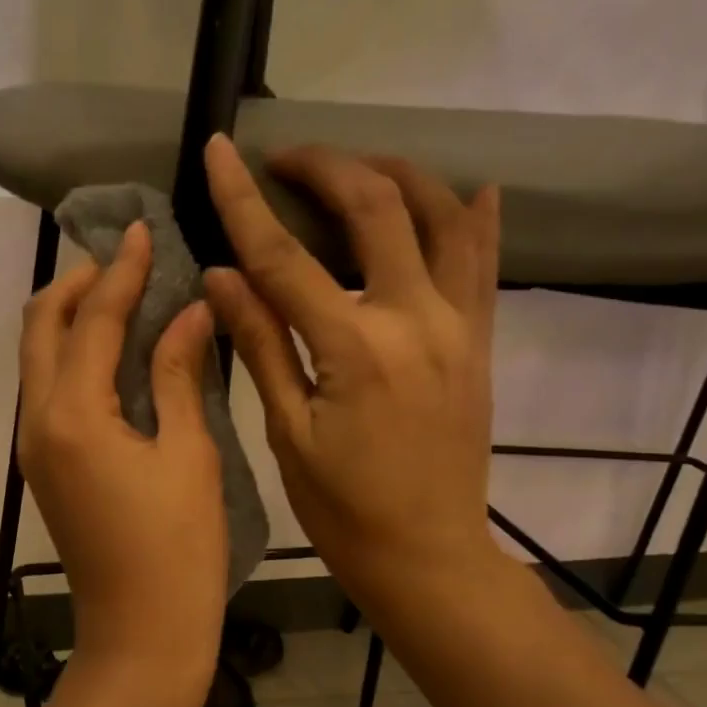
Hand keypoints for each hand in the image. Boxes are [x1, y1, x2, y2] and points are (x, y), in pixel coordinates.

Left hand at [18, 222, 225, 685]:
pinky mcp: (45, 468)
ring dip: (71, 319)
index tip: (142, 230)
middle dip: (76, 285)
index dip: (120, 271)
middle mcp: (38, 422)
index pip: (92, 320)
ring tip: (121, 296)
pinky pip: (48, 391)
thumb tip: (188, 311)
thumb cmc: (178, 550)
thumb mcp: (188, 455)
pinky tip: (115, 354)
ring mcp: (35, 448)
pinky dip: (73, 358)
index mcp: (74, 415)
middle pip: (40, 329)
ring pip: (38, 360)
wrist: (141, 633)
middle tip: (124, 260)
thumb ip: (179, 375)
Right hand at [201, 134, 504, 616]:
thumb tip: (220, 275)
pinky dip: (474, 218)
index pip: (286, 257)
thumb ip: (259, 346)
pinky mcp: (482, 342)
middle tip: (284, 161)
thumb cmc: (343, 510)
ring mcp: (460, 327)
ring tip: (356, 168)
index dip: (245, 200)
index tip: (220, 151)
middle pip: (375, 209)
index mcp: (354, 350)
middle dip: (326, 167)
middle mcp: (415, 321)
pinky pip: (486, 263)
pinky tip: (470, 190)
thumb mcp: (288, 435)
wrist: (428, 556)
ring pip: (443, 217)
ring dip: (398, 175)